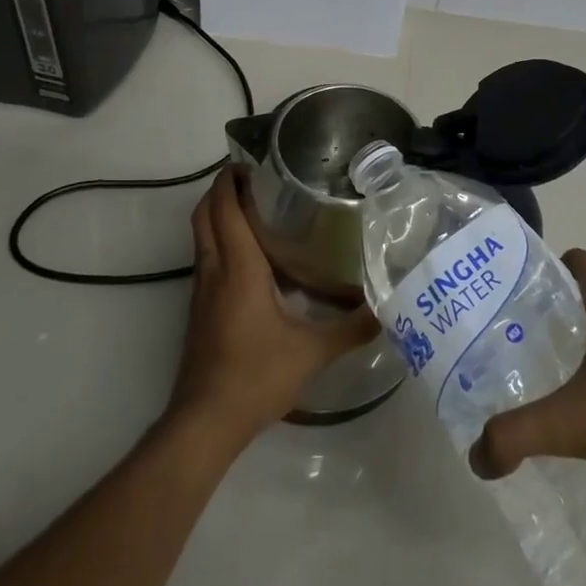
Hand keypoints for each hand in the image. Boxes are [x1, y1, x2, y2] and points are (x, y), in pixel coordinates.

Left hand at [166, 167, 377, 448]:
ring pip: (201, 236)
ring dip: (219, 213)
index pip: (224, 208)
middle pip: (204, 214)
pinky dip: (220, 239)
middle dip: (221, 188)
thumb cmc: (255, 376)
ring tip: (255, 205)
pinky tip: (250, 255)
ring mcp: (201, 291)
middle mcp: (214, 270)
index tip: (252, 161)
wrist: (205, 424)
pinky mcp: (199, 310)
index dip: (230, 180)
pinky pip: (206, 258)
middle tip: (254, 176)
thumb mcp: (312, 352)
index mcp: (238, 267)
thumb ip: (351, 327)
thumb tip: (387, 307)